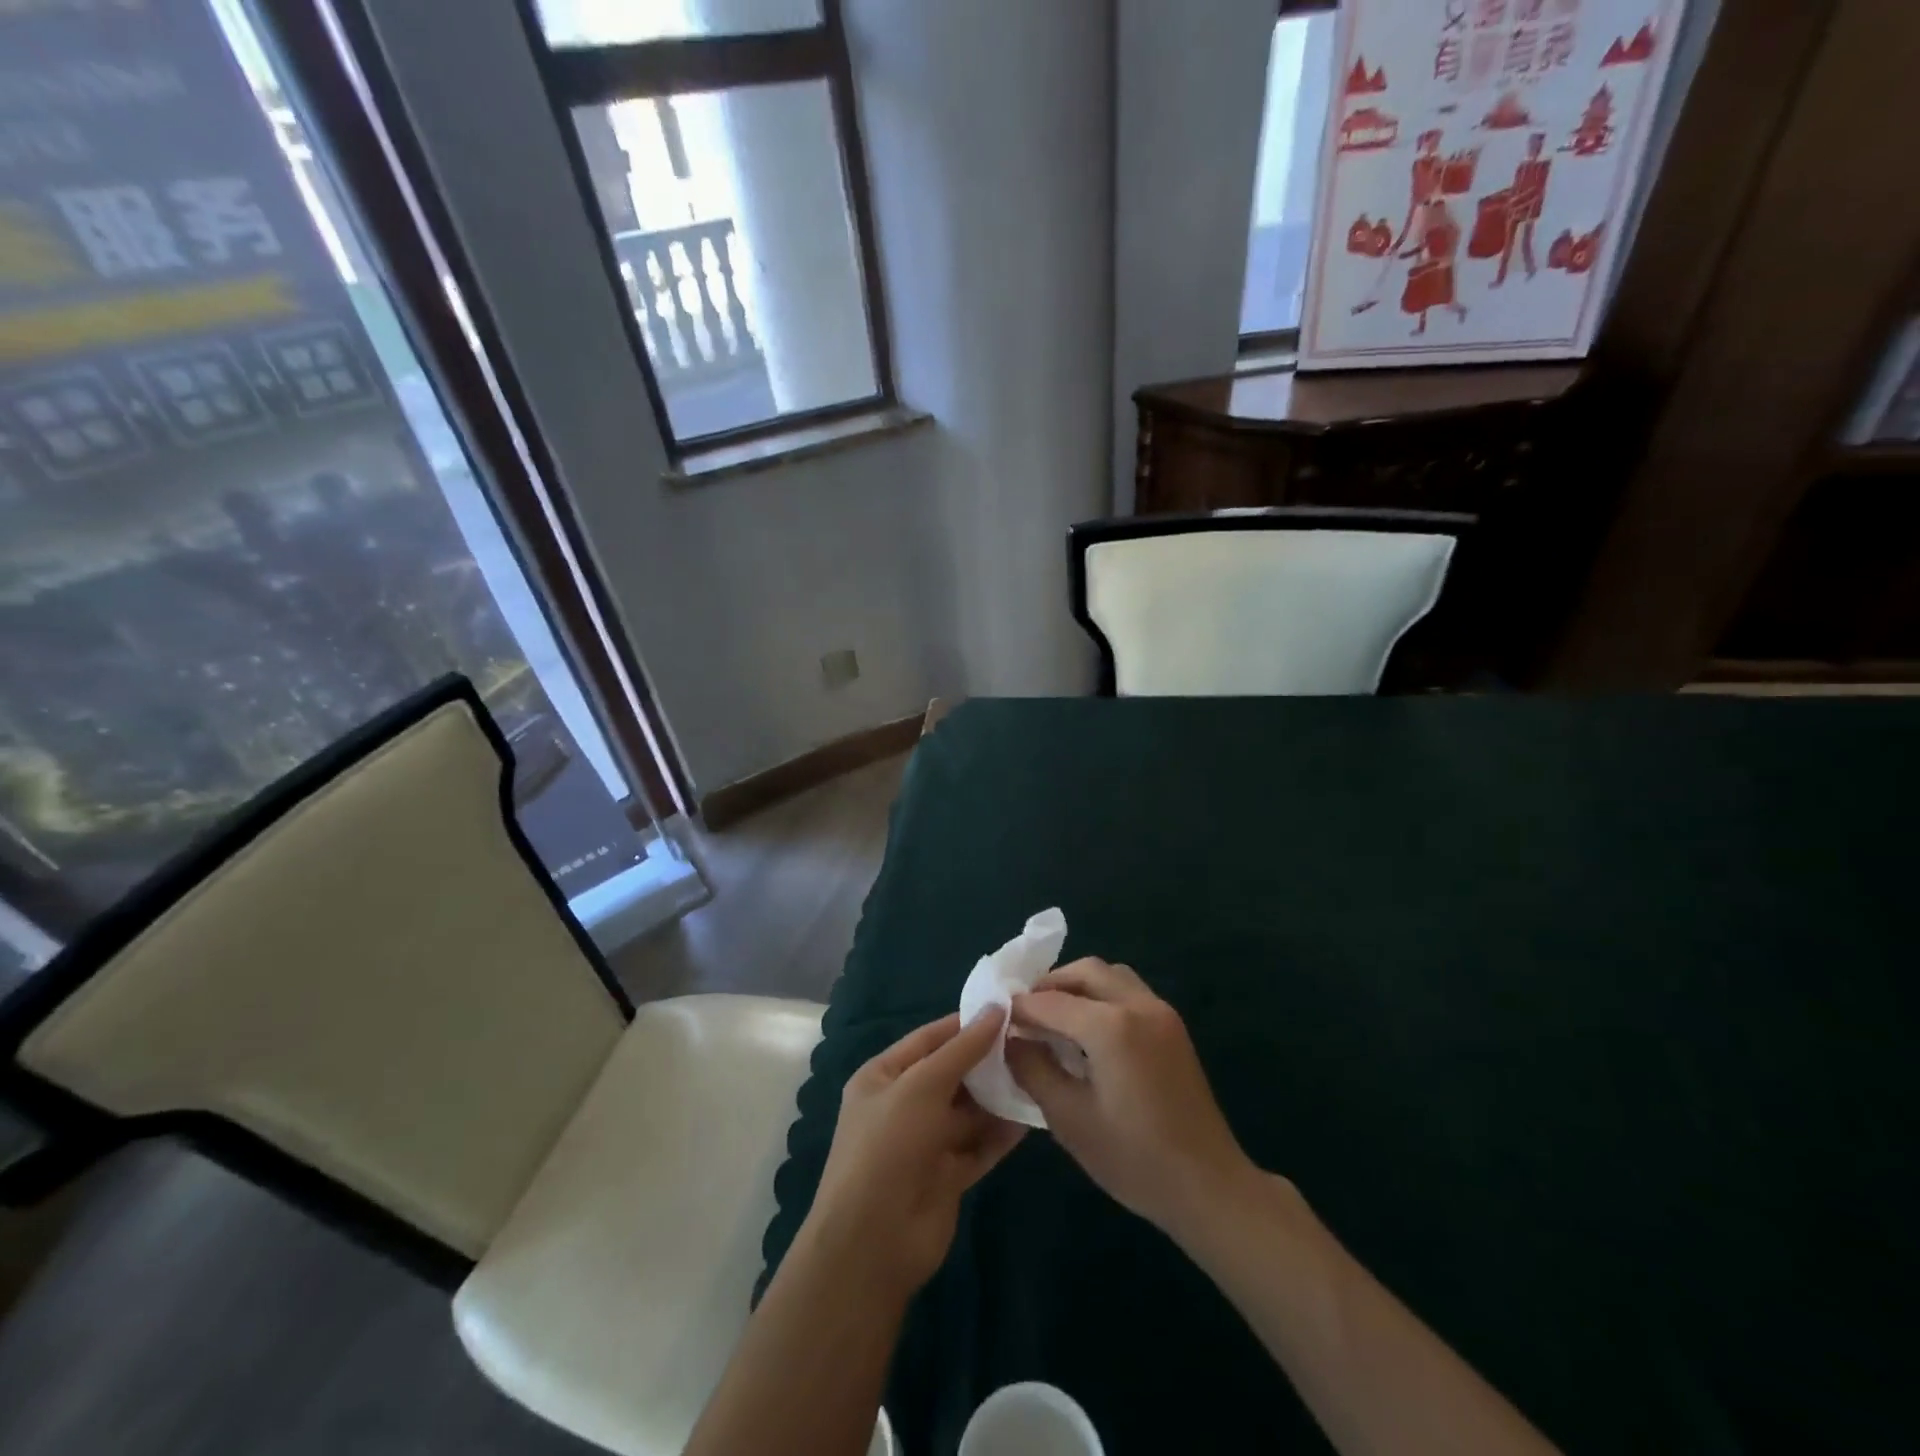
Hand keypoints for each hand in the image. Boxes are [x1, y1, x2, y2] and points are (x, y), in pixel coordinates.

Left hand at [802, 1010, 1025, 1299]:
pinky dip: (1001, 1134)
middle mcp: (903, 1105)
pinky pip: (979, 1146)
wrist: (872, 1244)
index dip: (966, 1024)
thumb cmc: (888, 1146)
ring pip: (969, 1111)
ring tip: (1039, 1074)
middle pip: (952, 1074)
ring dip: (998, 1096)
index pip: (930, 1038)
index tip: (1007, 1010)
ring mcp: (925, 1142)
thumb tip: (996, 1009)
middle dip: (987, 1061)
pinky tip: (1032, 1116)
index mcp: (883, 1076)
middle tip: (1032, 1041)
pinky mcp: (947, 1176)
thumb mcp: (921, 1086)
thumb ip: (962, 1050)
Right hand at [1007, 960, 1253, 1239]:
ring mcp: (1161, 1012)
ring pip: (1111, 975)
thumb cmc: (1134, 1159)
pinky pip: (1129, 991)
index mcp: (1111, 1026)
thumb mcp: (1070, 1119)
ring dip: (1079, 986)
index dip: (1020, 1009)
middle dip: (1050, 986)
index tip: (997, 1020)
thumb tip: (1011, 1040)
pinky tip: (1089, 1031)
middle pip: (1085, 971)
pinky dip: (1102, 996)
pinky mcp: (1173, 1026)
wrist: (1209, 1186)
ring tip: (1055, 1018)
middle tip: (1025, 1013)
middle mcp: (1138, 1005)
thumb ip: (1034, 1070)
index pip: (1051, 1002)